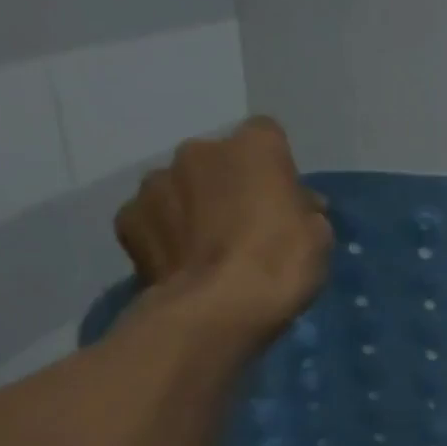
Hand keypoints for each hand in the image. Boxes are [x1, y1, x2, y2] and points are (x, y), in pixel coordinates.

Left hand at [114, 116, 333, 341]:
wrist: (219, 309)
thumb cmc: (282, 266)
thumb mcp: (319, 237)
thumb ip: (303, 210)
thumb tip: (296, 206)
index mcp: (254, 148)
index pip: (268, 136)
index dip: (276, 167)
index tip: (284, 199)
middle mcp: (198, 151)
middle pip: (219, 161)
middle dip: (230, 186)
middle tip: (246, 229)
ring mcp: (156, 182)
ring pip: (181, 187)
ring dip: (194, 207)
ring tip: (209, 251)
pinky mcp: (128, 218)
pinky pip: (153, 218)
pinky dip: (166, 235)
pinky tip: (182, 264)